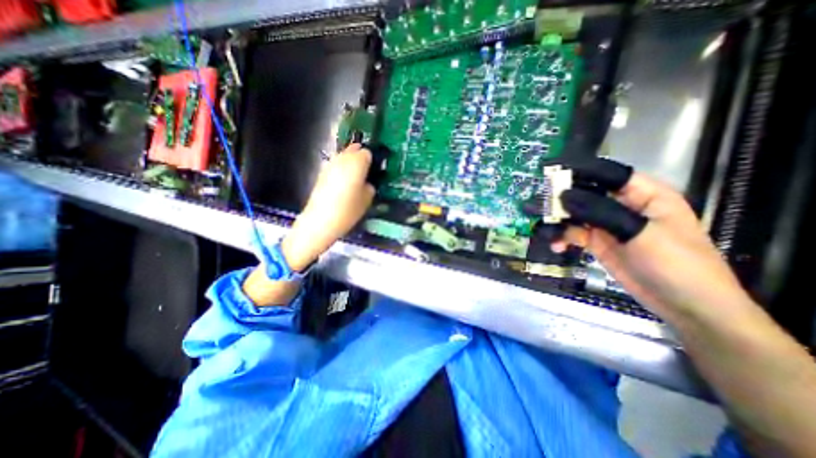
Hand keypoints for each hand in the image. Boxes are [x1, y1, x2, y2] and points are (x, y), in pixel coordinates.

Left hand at [281, 144, 375, 270]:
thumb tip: (367, 183)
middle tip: (366, 172)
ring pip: (343, 157)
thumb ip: (370, 187)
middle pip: (353, 150)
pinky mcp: (321, 173)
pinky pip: (335, 166)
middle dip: (360, 158)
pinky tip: (343, 184)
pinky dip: (341, 171)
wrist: (320, 221)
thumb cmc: (348, 210)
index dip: (372, 161)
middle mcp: (342, 159)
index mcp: (357, 163)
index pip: (367, 153)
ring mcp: (330, 165)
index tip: (374, 171)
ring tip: (354, 178)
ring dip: (350, 164)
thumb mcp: (367, 200)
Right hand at [551, 159, 755, 319]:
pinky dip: (562, 238)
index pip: (609, 174)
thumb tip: (563, 196)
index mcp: (644, 195)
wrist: (686, 306)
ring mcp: (608, 225)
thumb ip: (600, 212)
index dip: (582, 170)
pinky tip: (556, 245)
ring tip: (540, 225)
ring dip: (557, 220)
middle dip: (561, 198)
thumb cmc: (676, 264)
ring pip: (575, 215)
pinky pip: (573, 234)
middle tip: (538, 203)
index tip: (552, 171)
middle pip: (586, 194)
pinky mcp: (598, 243)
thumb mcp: (640, 233)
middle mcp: (622, 206)